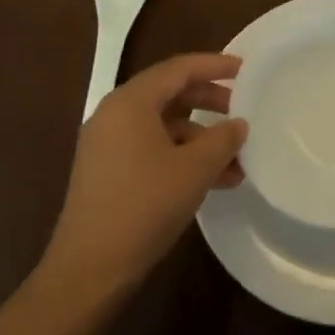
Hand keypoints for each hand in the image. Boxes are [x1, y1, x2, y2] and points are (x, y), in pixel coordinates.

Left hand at [41, 53, 247, 298]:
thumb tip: (238, 124)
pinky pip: (151, 149)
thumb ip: (222, 139)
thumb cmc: (144, 206)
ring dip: (200, 138)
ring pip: (163, 126)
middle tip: (241, 109)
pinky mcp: (107, 172)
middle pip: (169, 94)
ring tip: (236, 160)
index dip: (213, 65)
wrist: (90, 268)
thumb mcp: (194, 169)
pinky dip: (182, 157)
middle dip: (209, 101)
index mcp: (130, 102)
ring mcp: (107, 145)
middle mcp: (114, 115)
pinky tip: (212, 181)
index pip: (178, 69)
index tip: (244, 69)